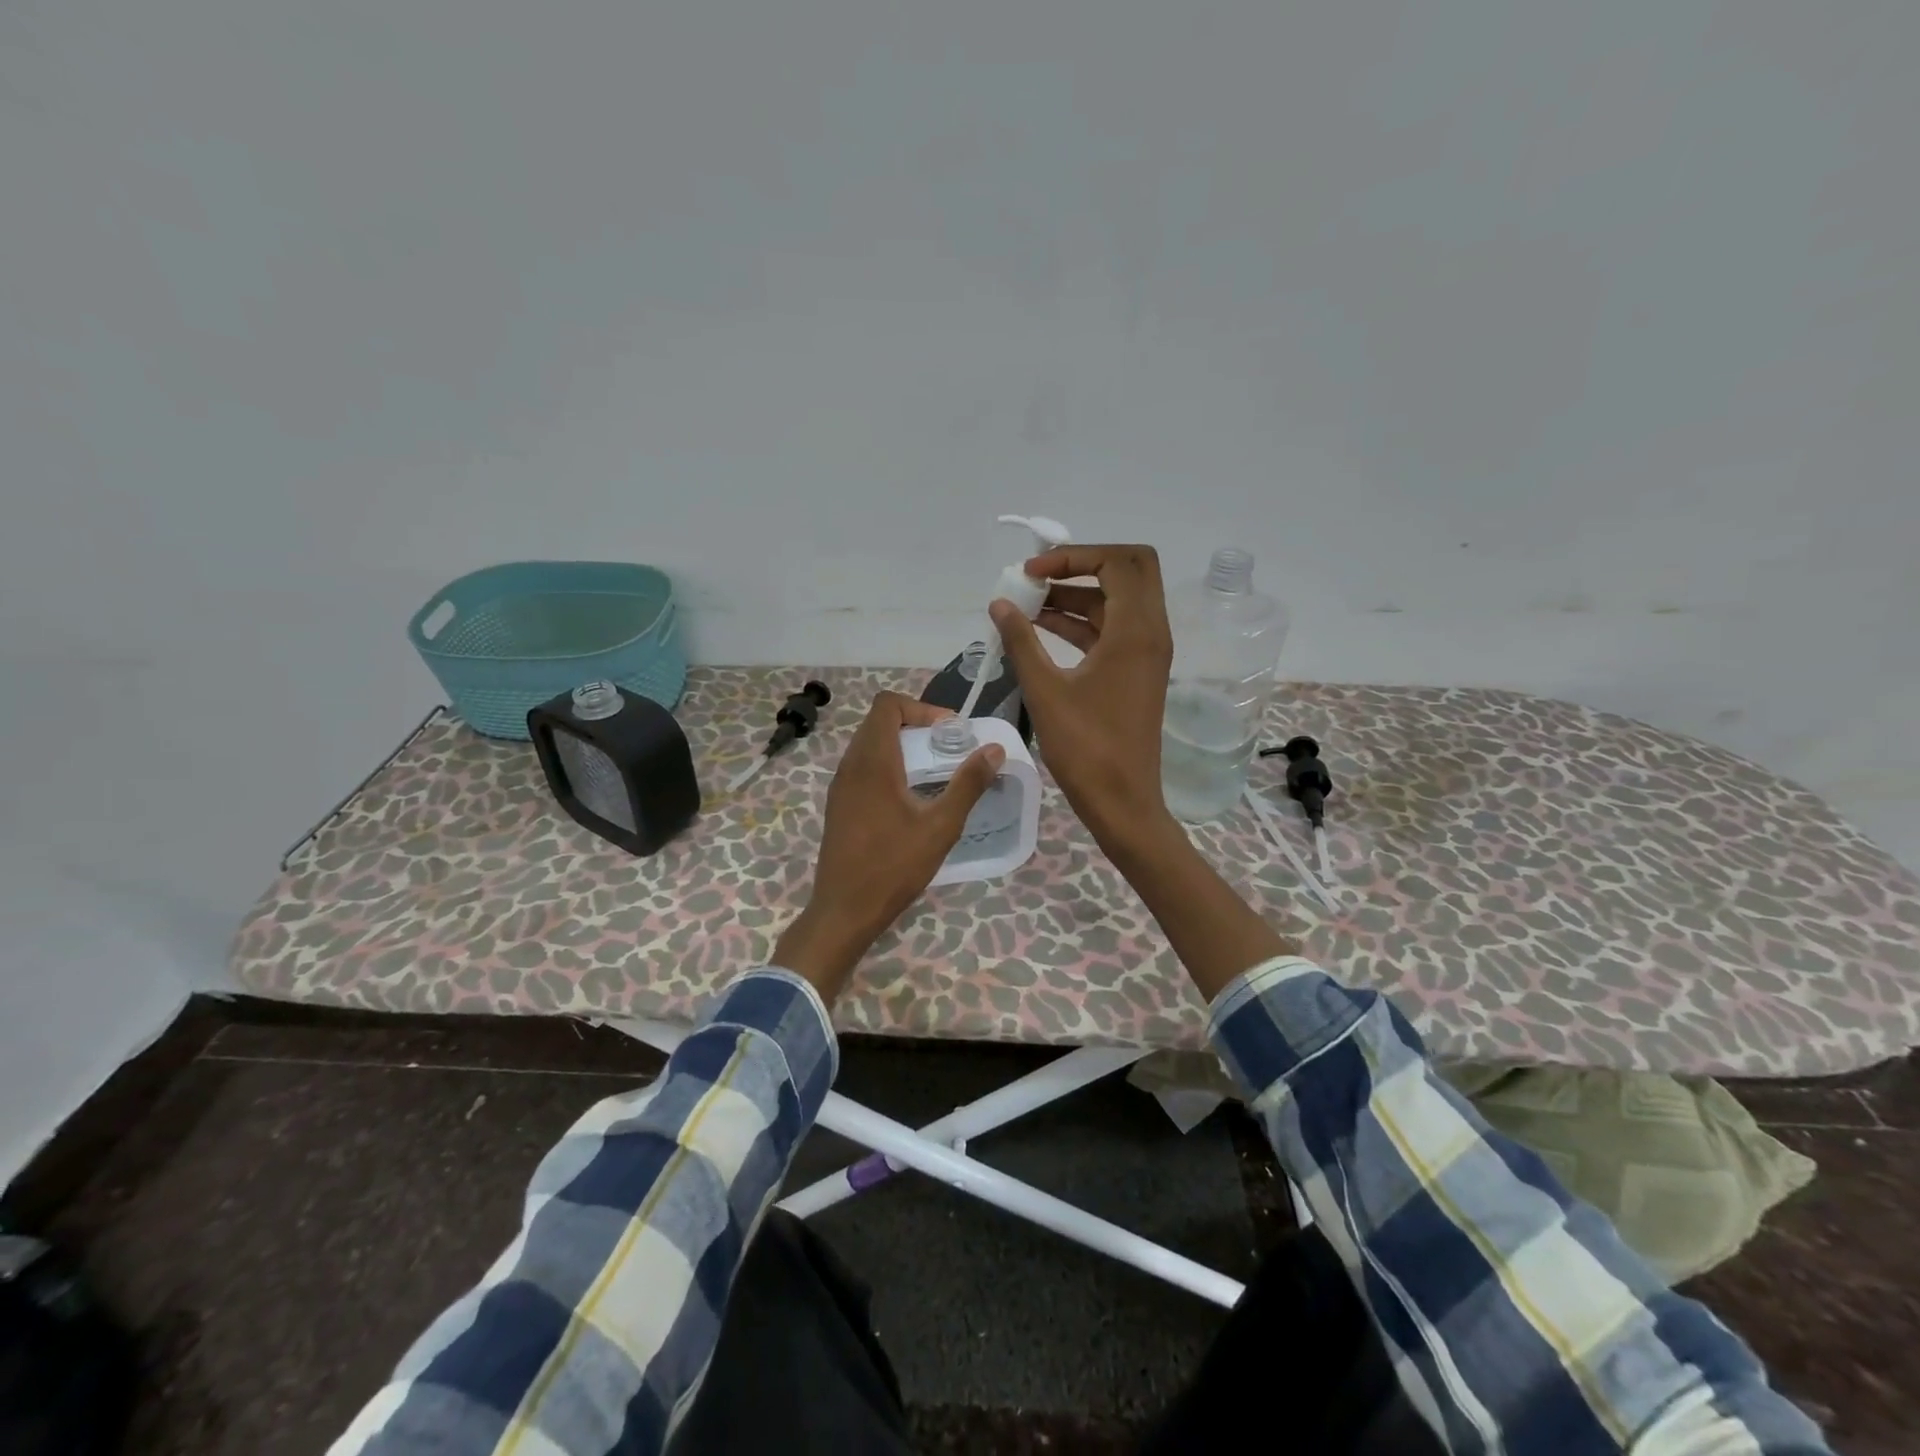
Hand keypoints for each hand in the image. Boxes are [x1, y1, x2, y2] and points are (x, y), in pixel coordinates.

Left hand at [773, 691, 1004, 1000]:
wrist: (844, 910)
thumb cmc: (894, 866)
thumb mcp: (940, 826)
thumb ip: (968, 784)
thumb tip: (994, 749)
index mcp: (873, 762)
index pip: (887, 705)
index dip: (920, 707)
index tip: (948, 731)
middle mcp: (851, 766)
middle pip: (879, 722)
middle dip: (915, 725)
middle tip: (947, 748)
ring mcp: (840, 786)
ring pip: (869, 745)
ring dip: (901, 746)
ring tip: (933, 771)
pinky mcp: (839, 805)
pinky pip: (862, 767)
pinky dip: (887, 766)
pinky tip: (909, 797)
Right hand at [995, 549, 1297, 996]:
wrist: (1123, 802)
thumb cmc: (1086, 749)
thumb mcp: (1045, 691)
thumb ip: (1021, 641)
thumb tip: (999, 604)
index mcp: (1136, 631)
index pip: (1118, 561)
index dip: (1073, 555)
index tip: (1031, 573)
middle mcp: (1151, 632)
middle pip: (1128, 570)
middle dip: (1082, 565)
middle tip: (1039, 577)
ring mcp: (1146, 652)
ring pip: (1116, 601)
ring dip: (1076, 595)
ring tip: (1026, 606)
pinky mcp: (1136, 672)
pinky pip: (1111, 630)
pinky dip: (1081, 622)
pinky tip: (1040, 630)